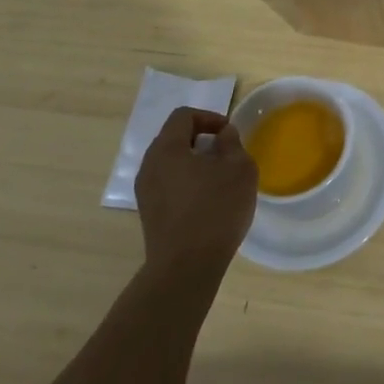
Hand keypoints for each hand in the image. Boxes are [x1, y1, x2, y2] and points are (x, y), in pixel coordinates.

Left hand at [135, 108, 257, 280]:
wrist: (186, 267)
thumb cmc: (216, 209)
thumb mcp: (239, 169)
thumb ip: (232, 144)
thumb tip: (223, 134)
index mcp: (167, 148)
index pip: (183, 116)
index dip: (209, 117)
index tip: (229, 134)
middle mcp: (149, 165)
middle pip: (174, 138)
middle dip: (201, 140)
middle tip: (226, 155)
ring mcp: (145, 192)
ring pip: (170, 164)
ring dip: (194, 163)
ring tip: (219, 180)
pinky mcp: (149, 214)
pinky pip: (168, 185)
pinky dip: (187, 183)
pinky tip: (207, 202)